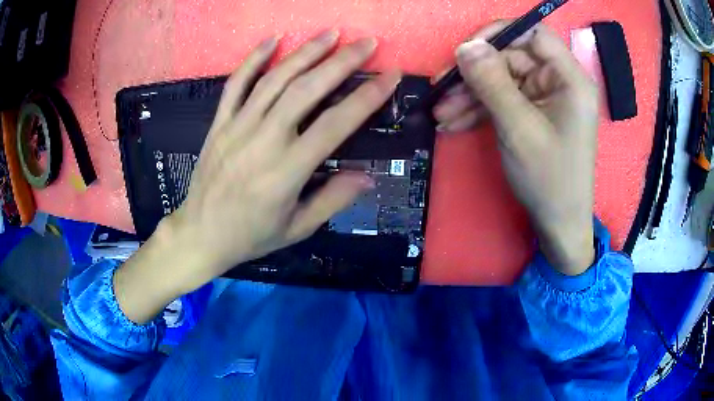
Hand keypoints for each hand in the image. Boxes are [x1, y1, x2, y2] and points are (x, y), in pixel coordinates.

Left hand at [115, 31, 400, 322]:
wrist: (201, 234)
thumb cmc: (251, 235)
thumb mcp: (297, 229)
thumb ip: (333, 200)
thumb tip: (367, 177)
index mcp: (287, 170)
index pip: (335, 124)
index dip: (367, 96)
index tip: (390, 75)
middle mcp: (263, 140)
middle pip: (306, 90)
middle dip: (341, 62)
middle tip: (366, 42)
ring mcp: (237, 127)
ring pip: (274, 80)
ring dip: (305, 53)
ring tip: (331, 34)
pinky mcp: (219, 123)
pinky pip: (235, 84)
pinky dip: (253, 59)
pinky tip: (272, 39)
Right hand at [433, 22, 597, 274]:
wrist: (558, 225)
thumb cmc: (549, 178)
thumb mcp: (518, 128)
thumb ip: (492, 82)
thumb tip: (466, 46)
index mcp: (569, 78)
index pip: (533, 33)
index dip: (499, 34)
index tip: (467, 49)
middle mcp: (559, 82)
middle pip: (512, 58)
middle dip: (475, 73)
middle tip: (441, 89)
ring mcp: (545, 98)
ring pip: (502, 80)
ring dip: (470, 95)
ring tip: (440, 114)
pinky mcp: (533, 114)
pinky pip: (503, 101)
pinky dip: (479, 110)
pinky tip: (453, 122)